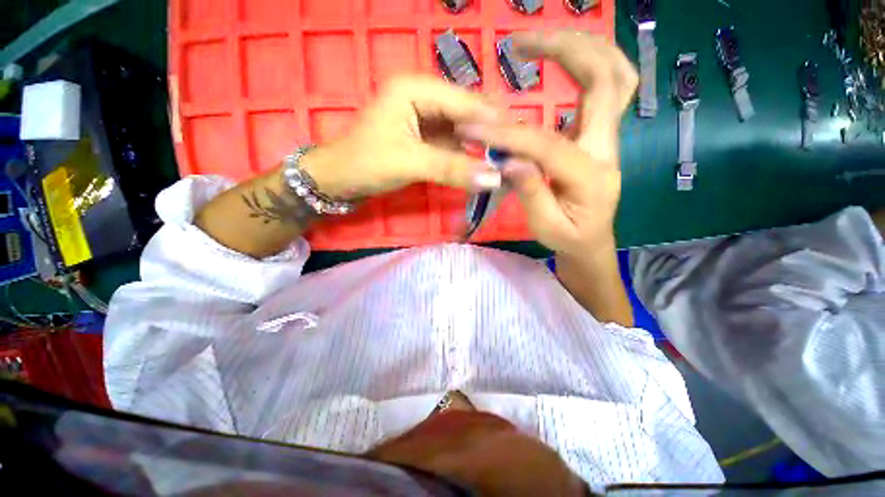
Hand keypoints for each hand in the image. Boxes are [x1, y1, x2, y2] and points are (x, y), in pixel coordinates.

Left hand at [301, 75, 505, 199]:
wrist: (341, 179)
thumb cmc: (366, 163)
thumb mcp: (410, 163)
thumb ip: (452, 168)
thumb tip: (494, 179)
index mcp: (416, 89)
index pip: (466, 102)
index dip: (494, 122)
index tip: (522, 142)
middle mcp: (425, 96)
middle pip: (468, 113)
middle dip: (491, 133)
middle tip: (518, 153)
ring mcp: (426, 117)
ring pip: (463, 129)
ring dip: (482, 145)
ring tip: (507, 160)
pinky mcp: (426, 136)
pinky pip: (454, 143)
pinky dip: (468, 154)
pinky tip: (484, 165)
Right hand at [459, 31, 637, 257]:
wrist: (591, 241)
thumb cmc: (568, 238)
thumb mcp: (545, 226)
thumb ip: (530, 193)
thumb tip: (508, 161)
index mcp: (591, 176)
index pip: (547, 144)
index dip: (508, 134)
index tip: (472, 127)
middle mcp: (607, 147)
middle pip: (606, 80)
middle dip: (565, 50)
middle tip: (520, 43)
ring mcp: (606, 137)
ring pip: (614, 75)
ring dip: (582, 47)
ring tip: (538, 41)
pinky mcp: (596, 134)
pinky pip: (604, 87)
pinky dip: (585, 63)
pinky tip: (558, 59)